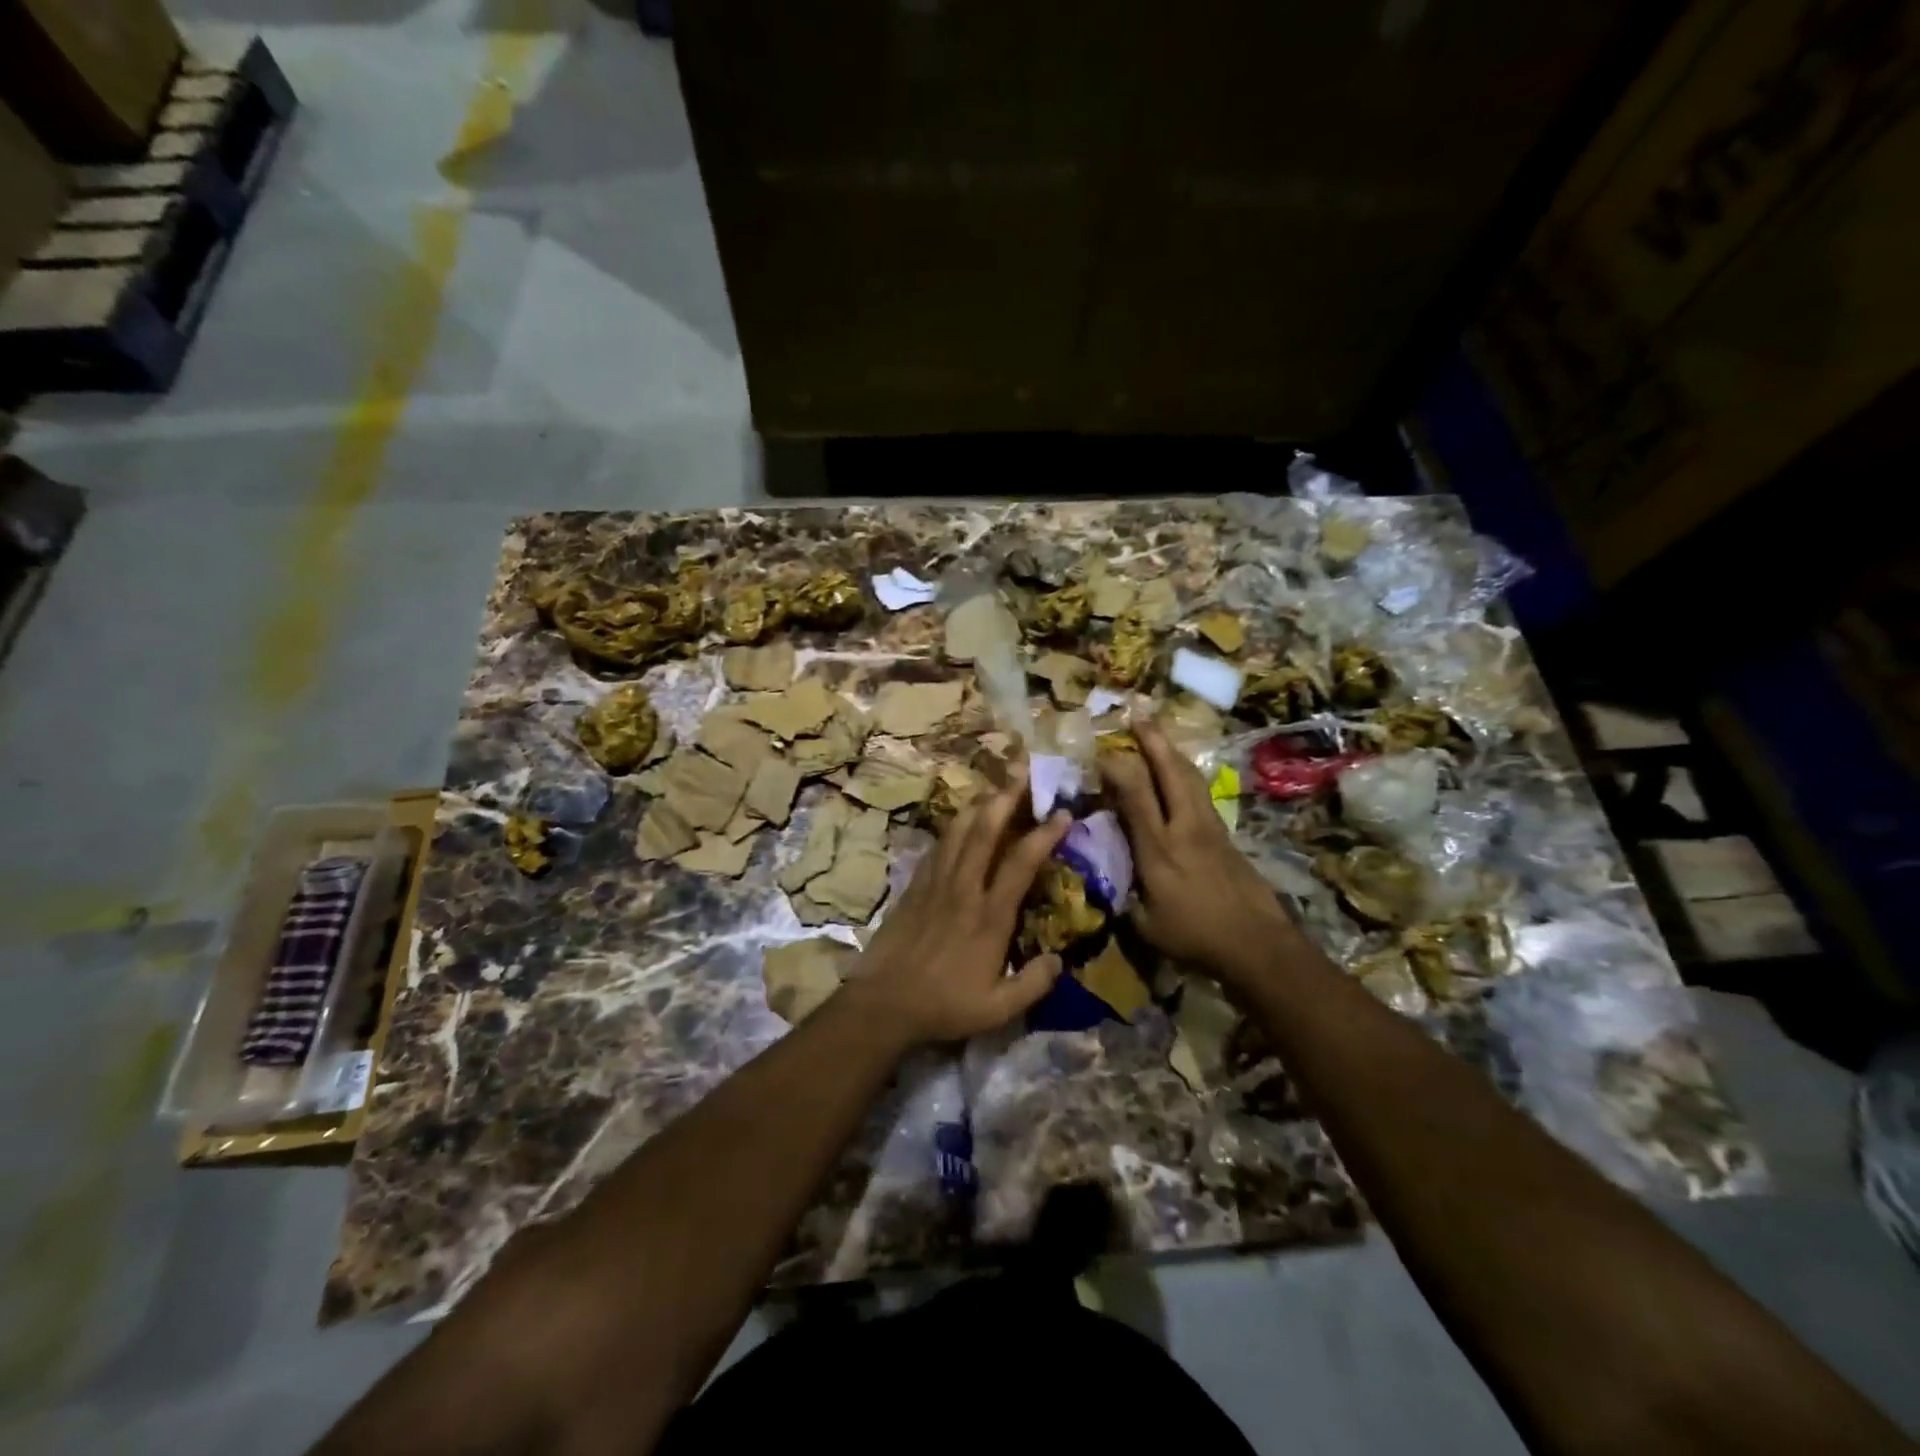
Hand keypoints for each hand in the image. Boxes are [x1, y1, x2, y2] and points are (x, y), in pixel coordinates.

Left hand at [849, 772, 1070, 1045]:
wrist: (884, 1003)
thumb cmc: (943, 1006)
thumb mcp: (998, 1009)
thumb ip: (1033, 983)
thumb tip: (1060, 959)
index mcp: (989, 916)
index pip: (1021, 863)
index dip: (1044, 834)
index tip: (1062, 813)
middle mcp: (963, 889)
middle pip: (985, 830)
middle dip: (1006, 798)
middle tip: (1024, 773)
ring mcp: (935, 883)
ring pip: (958, 830)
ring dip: (979, 804)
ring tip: (996, 787)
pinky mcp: (914, 886)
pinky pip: (937, 846)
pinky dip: (953, 827)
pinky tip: (960, 820)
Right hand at [1100, 720, 1300, 987]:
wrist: (1258, 944)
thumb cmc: (1195, 938)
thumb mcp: (1145, 925)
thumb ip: (1123, 895)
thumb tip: (1107, 878)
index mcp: (1159, 849)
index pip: (1135, 795)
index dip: (1118, 769)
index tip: (1102, 751)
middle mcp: (1184, 828)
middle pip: (1170, 773)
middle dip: (1153, 741)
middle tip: (1138, 714)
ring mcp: (1209, 829)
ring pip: (1191, 778)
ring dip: (1172, 752)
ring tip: (1158, 734)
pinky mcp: (1226, 836)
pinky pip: (1201, 793)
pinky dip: (1186, 774)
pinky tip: (1181, 773)